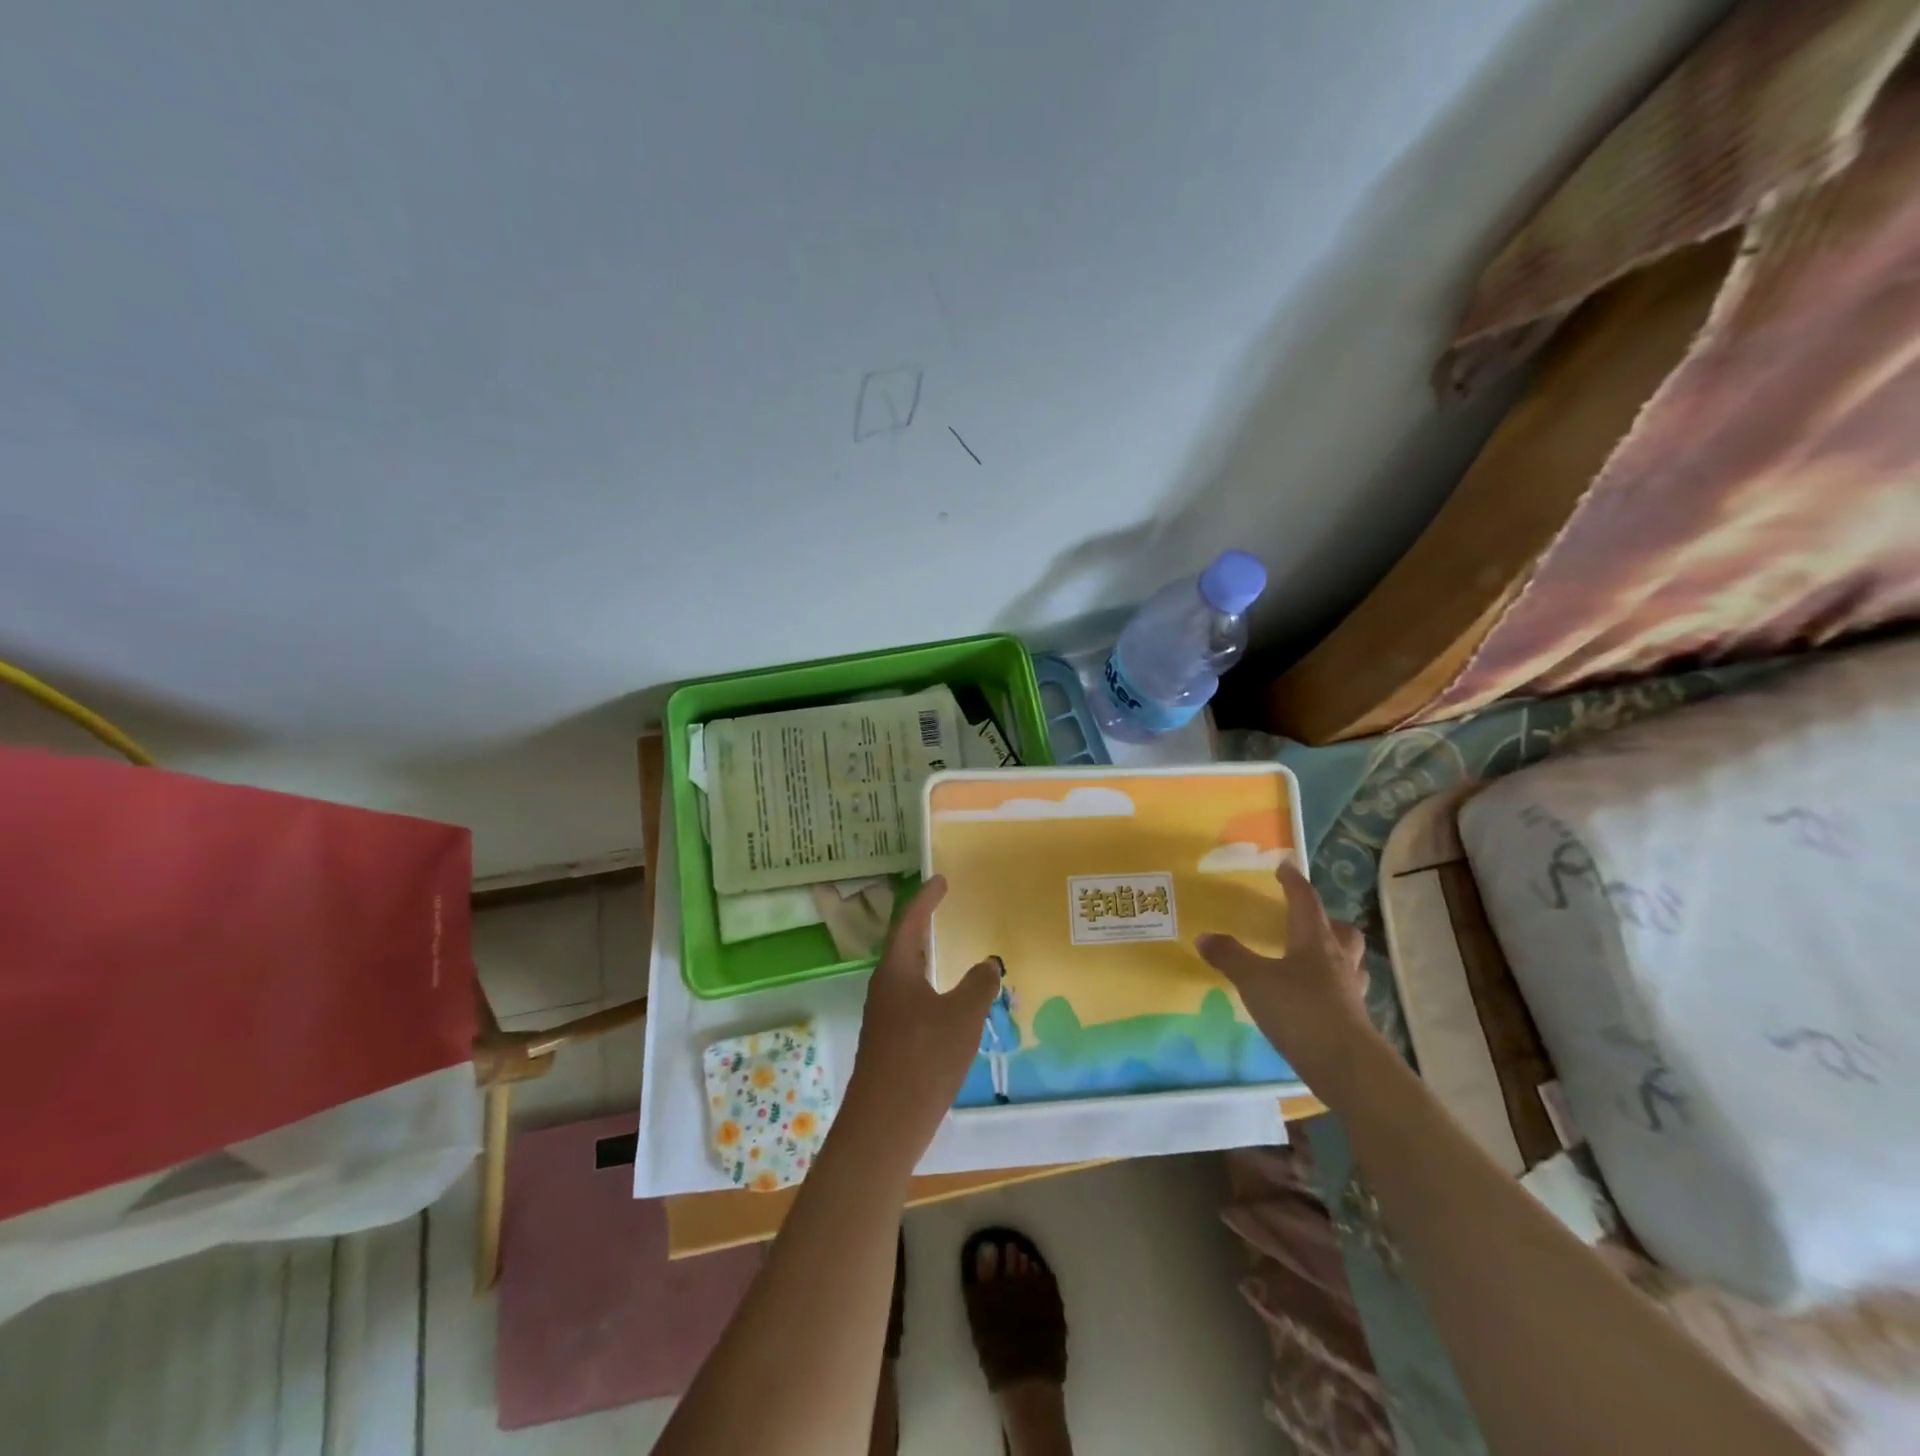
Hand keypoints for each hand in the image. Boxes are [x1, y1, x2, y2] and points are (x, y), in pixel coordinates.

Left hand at [839, 875, 997, 1165]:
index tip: (941, 881)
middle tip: (942, 908)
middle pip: (904, 946)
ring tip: (946, 952)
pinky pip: (912, 1001)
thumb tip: (988, 963)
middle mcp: (884, 988)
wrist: (884, 1123)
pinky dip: (930, 989)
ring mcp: (883, 1017)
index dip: (926, 899)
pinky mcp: (889, 1043)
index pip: (910, 921)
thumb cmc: (923, 1058)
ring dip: (926, 959)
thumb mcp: (963, 1016)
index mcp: (896, 971)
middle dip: (923, 925)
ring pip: (907, 976)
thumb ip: (979, 985)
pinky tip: (947, 1006)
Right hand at [1195, 863, 1377, 1093]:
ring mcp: (1351, 991)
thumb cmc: (1300, 1011)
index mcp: (1315, 940)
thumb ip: (1229, 957)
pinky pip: (1346, 992)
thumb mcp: (1254, 980)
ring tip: (1312, 958)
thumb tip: (1204, 937)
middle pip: (1343, 931)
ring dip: (1335, 953)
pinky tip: (1314, 996)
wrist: (1347, 1066)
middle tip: (1307, 920)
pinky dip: (1332, 986)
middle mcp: (1338, 960)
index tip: (1286, 867)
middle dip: (1327, 920)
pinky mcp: (1354, 1020)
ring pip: (1350, 961)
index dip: (1295, 883)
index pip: (1306, 901)